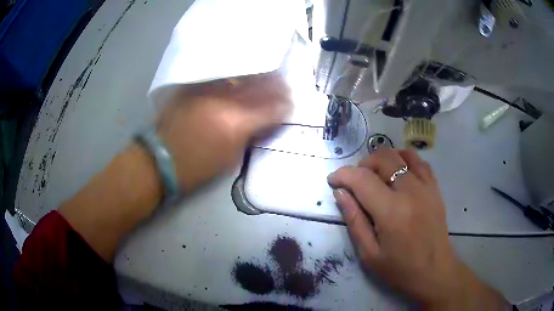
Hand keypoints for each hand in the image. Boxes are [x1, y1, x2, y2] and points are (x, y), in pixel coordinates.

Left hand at [157, 73, 290, 191]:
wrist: (160, 158)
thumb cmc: (196, 167)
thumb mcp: (230, 159)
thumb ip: (249, 137)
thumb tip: (263, 123)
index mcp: (236, 124)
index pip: (270, 109)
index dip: (284, 106)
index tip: (291, 103)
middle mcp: (225, 101)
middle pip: (258, 88)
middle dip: (277, 86)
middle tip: (287, 84)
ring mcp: (209, 90)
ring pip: (241, 77)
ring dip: (259, 76)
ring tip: (270, 74)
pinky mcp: (195, 86)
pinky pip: (221, 76)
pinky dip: (237, 76)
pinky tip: (243, 74)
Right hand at [328, 148, 507, 308]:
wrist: (434, 271)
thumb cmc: (399, 269)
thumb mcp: (369, 254)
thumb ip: (354, 220)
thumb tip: (340, 193)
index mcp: (391, 212)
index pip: (361, 179)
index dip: (343, 175)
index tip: (333, 180)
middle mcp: (410, 192)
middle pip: (382, 158)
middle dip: (362, 164)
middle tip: (355, 182)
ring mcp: (426, 187)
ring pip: (400, 155)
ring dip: (382, 159)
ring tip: (376, 176)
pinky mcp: (435, 188)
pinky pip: (419, 161)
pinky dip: (404, 159)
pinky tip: (398, 172)